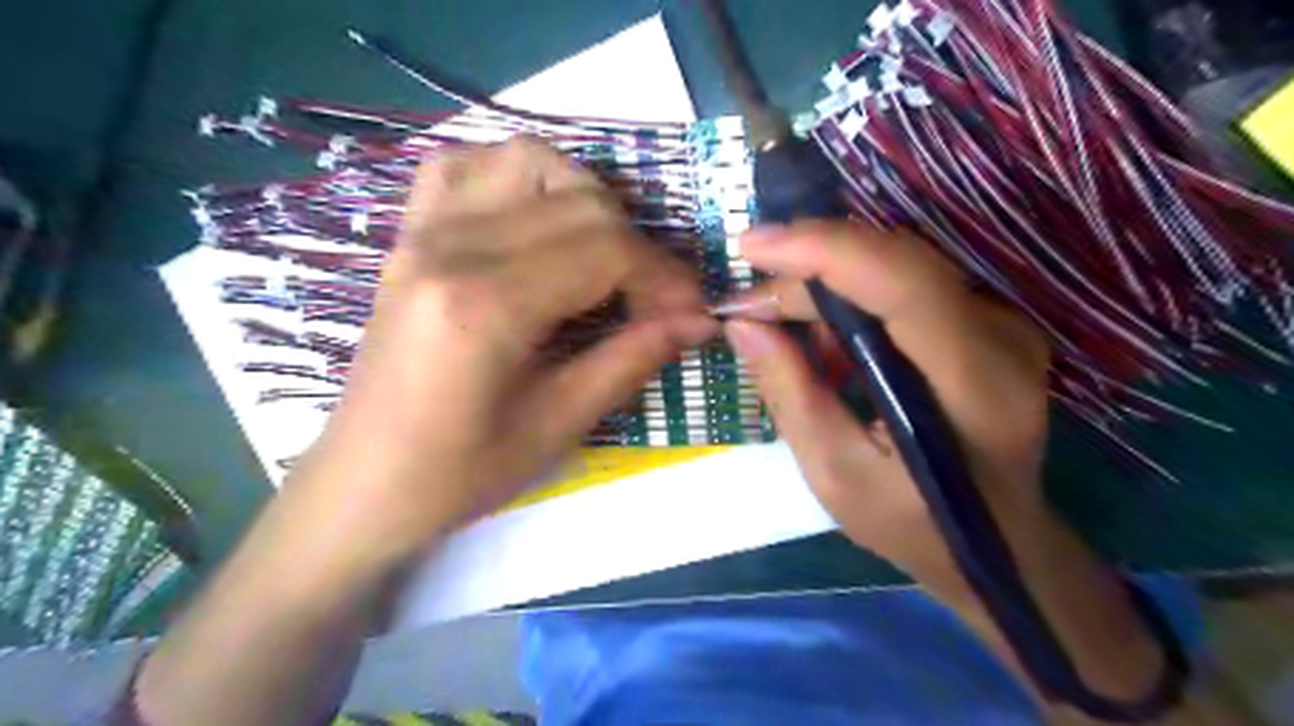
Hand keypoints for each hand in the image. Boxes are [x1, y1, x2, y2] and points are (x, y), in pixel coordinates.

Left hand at [299, 137, 711, 561]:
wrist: (364, 482)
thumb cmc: (460, 473)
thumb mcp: (559, 425)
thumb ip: (632, 359)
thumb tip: (698, 320)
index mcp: (484, 305)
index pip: (605, 250)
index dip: (664, 276)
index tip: (693, 310)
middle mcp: (450, 247)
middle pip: (578, 204)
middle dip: (637, 248)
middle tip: (656, 301)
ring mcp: (421, 231)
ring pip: (528, 162)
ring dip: (585, 199)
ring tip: (605, 255)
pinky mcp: (408, 235)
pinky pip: (466, 165)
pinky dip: (519, 178)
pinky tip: (538, 220)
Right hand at [722, 222, 1044, 582]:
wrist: (999, 543)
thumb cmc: (915, 522)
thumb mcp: (835, 473)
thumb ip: (790, 394)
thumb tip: (745, 325)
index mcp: (970, 380)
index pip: (899, 279)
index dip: (821, 249)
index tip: (751, 247)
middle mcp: (999, 334)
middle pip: (891, 263)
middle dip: (808, 273)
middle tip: (750, 307)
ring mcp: (1003, 323)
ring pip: (896, 266)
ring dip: (828, 287)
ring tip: (787, 334)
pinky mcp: (990, 322)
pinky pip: (907, 284)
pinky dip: (855, 300)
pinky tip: (830, 343)